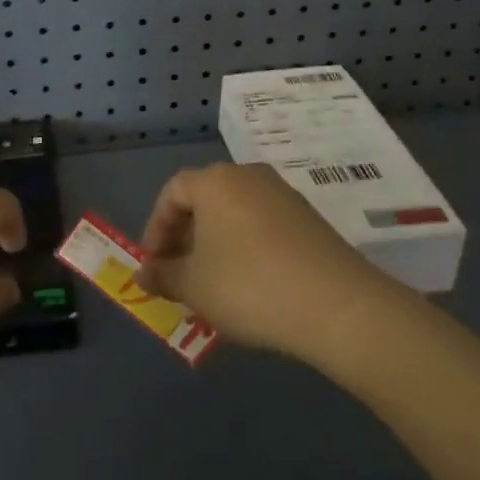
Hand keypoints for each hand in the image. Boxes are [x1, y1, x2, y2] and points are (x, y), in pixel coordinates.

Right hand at [134, 162, 380, 359]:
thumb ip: (163, 276)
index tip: (154, 263)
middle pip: (205, 198)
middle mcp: (247, 175)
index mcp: (214, 181)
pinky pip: (263, 223)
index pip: (172, 192)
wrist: (336, 304)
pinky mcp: (308, 216)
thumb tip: (143, 274)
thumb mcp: (194, 286)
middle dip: (186, 235)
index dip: (156, 227)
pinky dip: (247, 245)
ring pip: (235, 211)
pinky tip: (252, 282)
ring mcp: (282, 193)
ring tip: (214, 281)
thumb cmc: (249, 286)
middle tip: (180, 273)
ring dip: (217, 241)